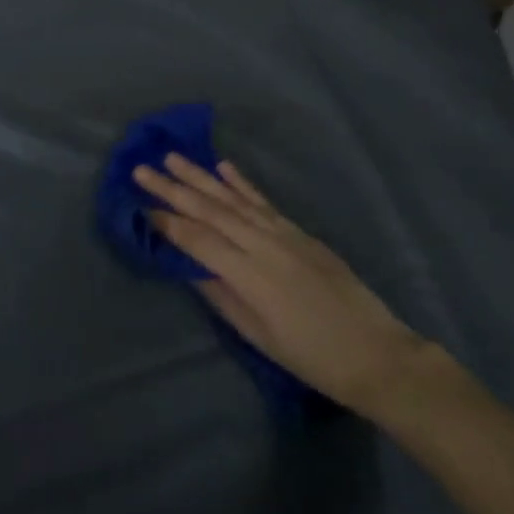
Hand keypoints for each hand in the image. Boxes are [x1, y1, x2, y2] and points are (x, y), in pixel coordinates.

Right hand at [133, 154, 440, 418]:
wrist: (375, 352)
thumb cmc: (311, 356)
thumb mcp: (258, 334)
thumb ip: (221, 295)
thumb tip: (188, 264)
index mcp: (249, 274)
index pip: (197, 240)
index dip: (166, 223)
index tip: (138, 206)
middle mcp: (263, 244)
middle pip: (210, 211)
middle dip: (173, 189)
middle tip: (142, 168)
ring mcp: (283, 233)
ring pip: (233, 199)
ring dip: (200, 177)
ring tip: (173, 157)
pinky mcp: (299, 231)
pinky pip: (263, 202)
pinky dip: (242, 183)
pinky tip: (223, 166)